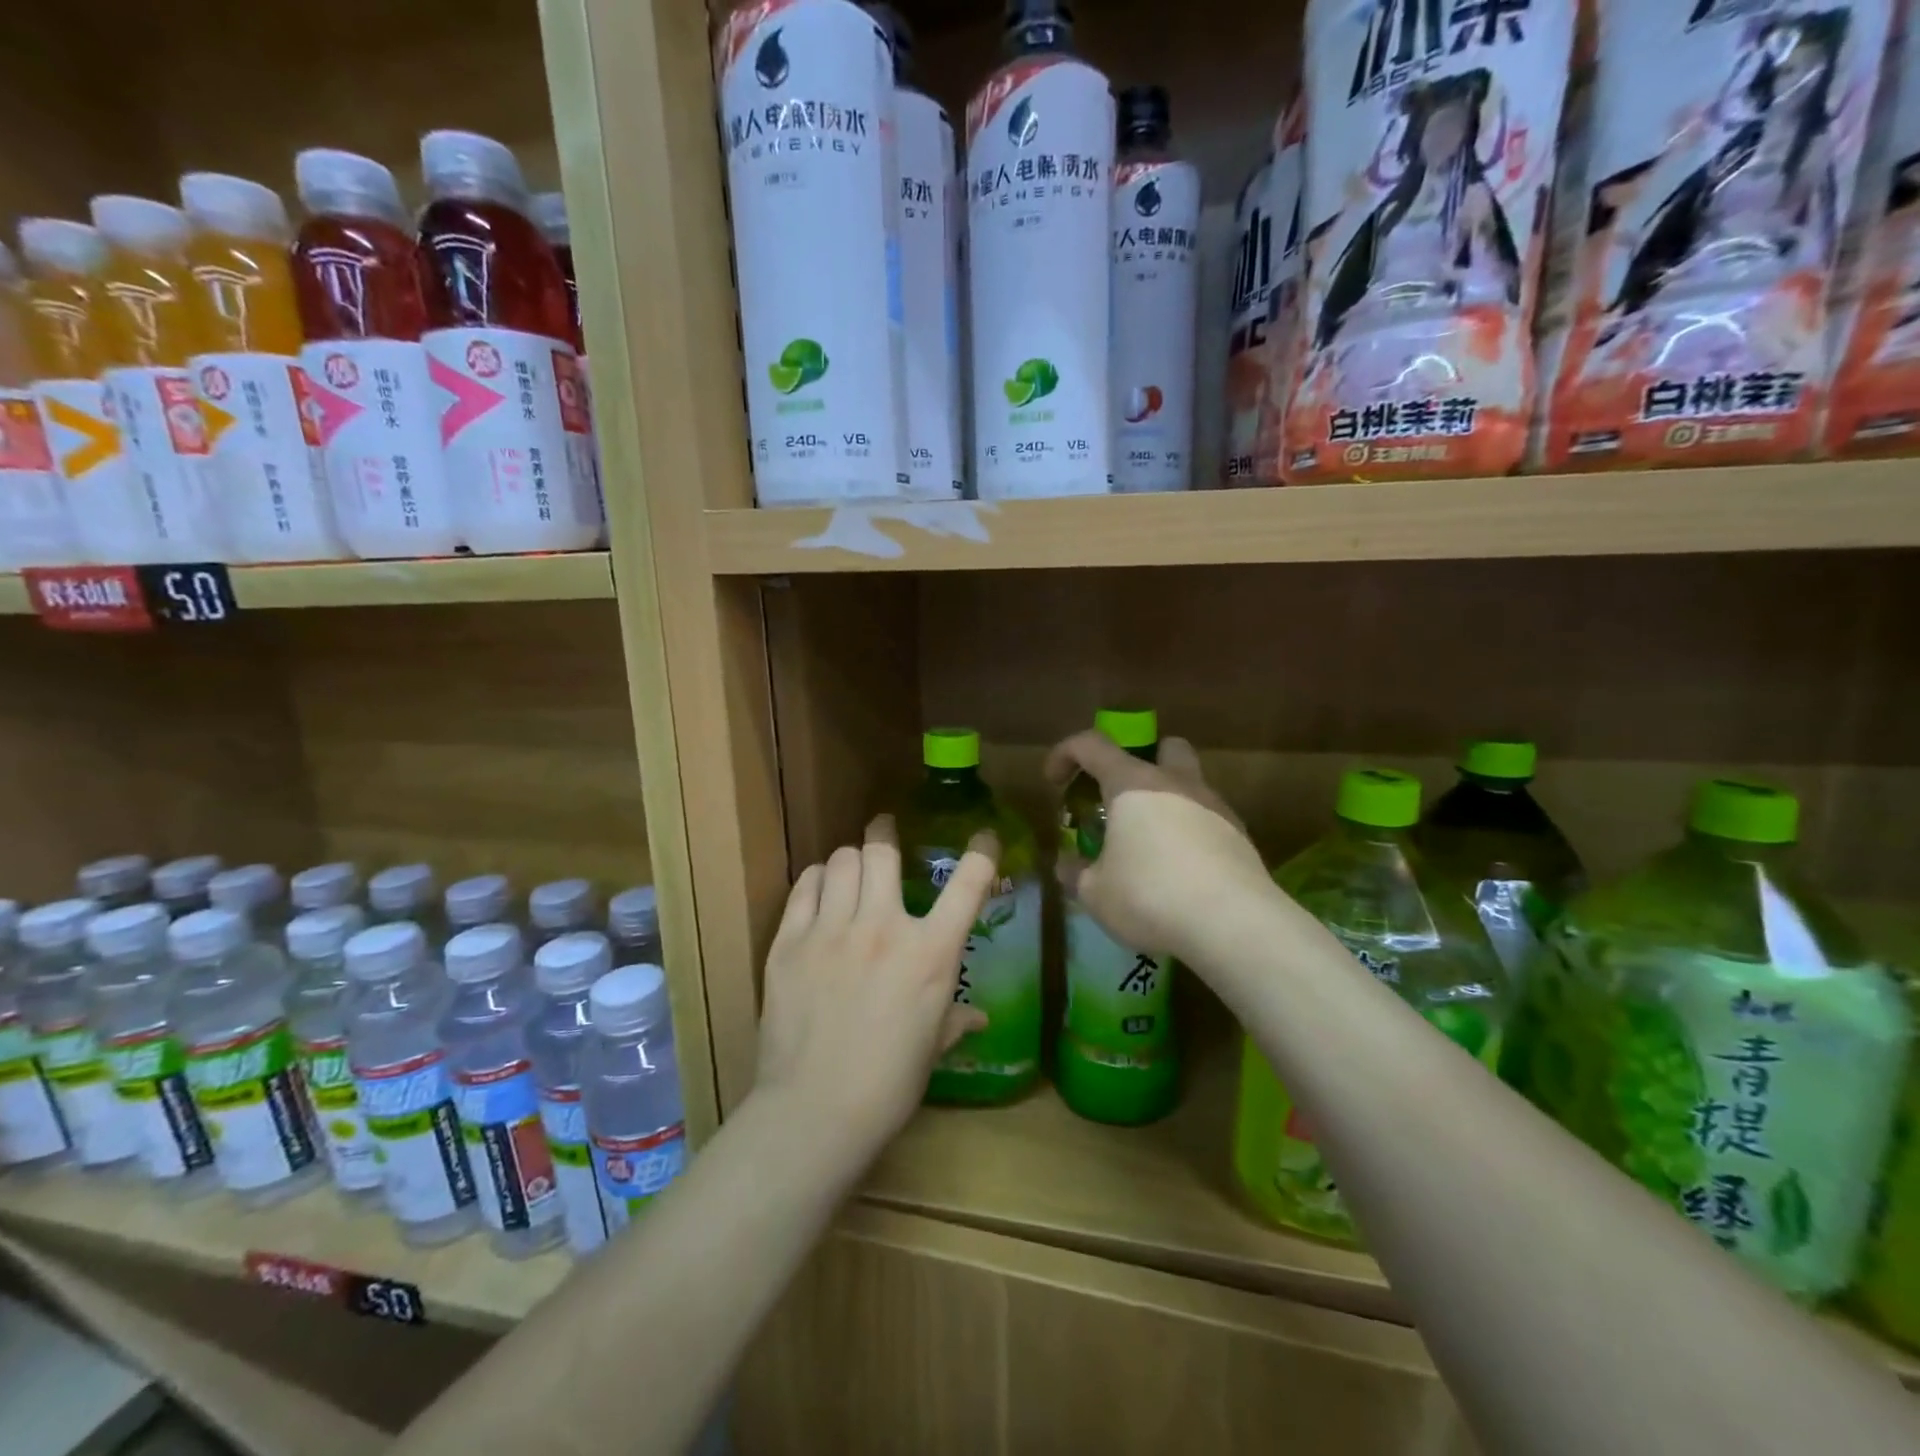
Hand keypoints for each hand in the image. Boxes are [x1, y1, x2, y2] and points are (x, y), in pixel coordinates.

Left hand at [754, 815, 996, 1166]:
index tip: (983, 838)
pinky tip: (819, 890)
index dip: (982, 852)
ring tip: (850, 869)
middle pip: (882, 850)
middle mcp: (883, 926)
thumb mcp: (932, 1047)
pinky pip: (804, 887)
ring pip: (840, 861)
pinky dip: (816, 879)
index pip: (967, 884)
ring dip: (850, 859)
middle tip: (884, 831)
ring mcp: (831, 930)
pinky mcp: (789, 942)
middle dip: (885, 832)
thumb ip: (955, 1019)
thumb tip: (980, 1018)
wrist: (814, 1111)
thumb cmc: (889, 1083)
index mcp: (929, 952)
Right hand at [1045, 731, 1273, 965]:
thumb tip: (1066, 864)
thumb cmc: (1149, 896)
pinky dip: (1191, 834)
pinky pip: (1208, 820)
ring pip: (1190, 783)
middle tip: (1121, 799)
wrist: (1234, 923)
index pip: (1091, 745)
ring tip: (1150, 846)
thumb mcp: (1095, 893)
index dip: (1065, 754)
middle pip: (1162, 746)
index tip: (1054, 782)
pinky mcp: (1240, 836)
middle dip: (1140, 762)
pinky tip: (1182, 871)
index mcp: (1132, 783)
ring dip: (1168, 802)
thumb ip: (1076, 873)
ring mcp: (1214, 806)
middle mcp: (1175, 782)